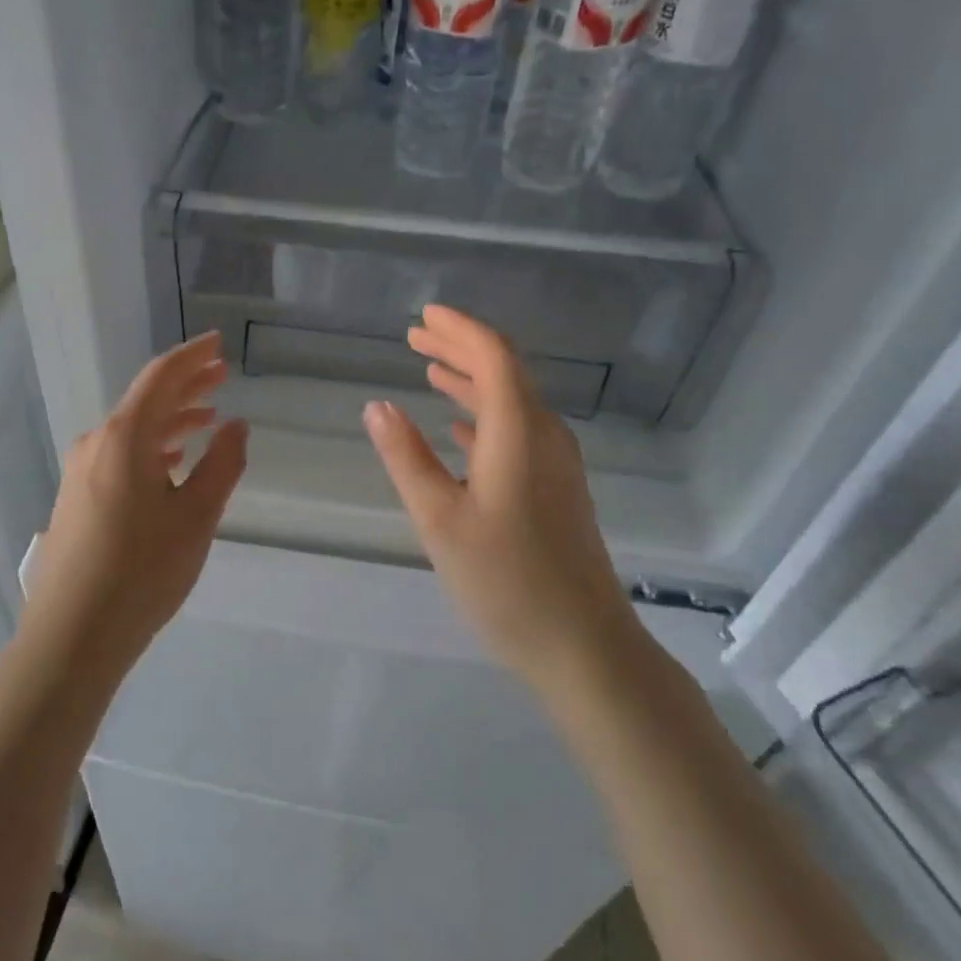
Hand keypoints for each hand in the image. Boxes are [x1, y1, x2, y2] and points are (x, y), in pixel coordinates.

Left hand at [25, 332, 247, 676]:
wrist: (71, 635)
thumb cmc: (142, 572)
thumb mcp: (196, 517)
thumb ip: (222, 465)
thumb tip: (236, 427)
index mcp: (124, 437)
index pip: (162, 377)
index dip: (193, 357)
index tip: (219, 343)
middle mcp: (96, 443)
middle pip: (146, 400)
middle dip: (186, 385)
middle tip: (223, 375)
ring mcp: (80, 471)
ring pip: (133, 429)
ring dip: (171, 419)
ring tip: (207, 418)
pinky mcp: (76, 497)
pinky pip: (119, 454)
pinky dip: (151, 447)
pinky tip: (171, 462)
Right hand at [362, 305, 626, 679]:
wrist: (583, 645)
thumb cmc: (505, 580)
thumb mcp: (440, 519)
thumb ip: (406, 457)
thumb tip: (376, 406)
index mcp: (518, 431)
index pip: (493, 356)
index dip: (459, 328)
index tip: (424, 315)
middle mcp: (545, 435)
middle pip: (504, 371)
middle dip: (460, 347)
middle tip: (416, 335)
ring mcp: (556, 463)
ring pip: (511, 402)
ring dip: (470, 380)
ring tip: (430, 368)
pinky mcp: (557, 489)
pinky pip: (518, 431)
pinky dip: (484, 416)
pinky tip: (458, 427)